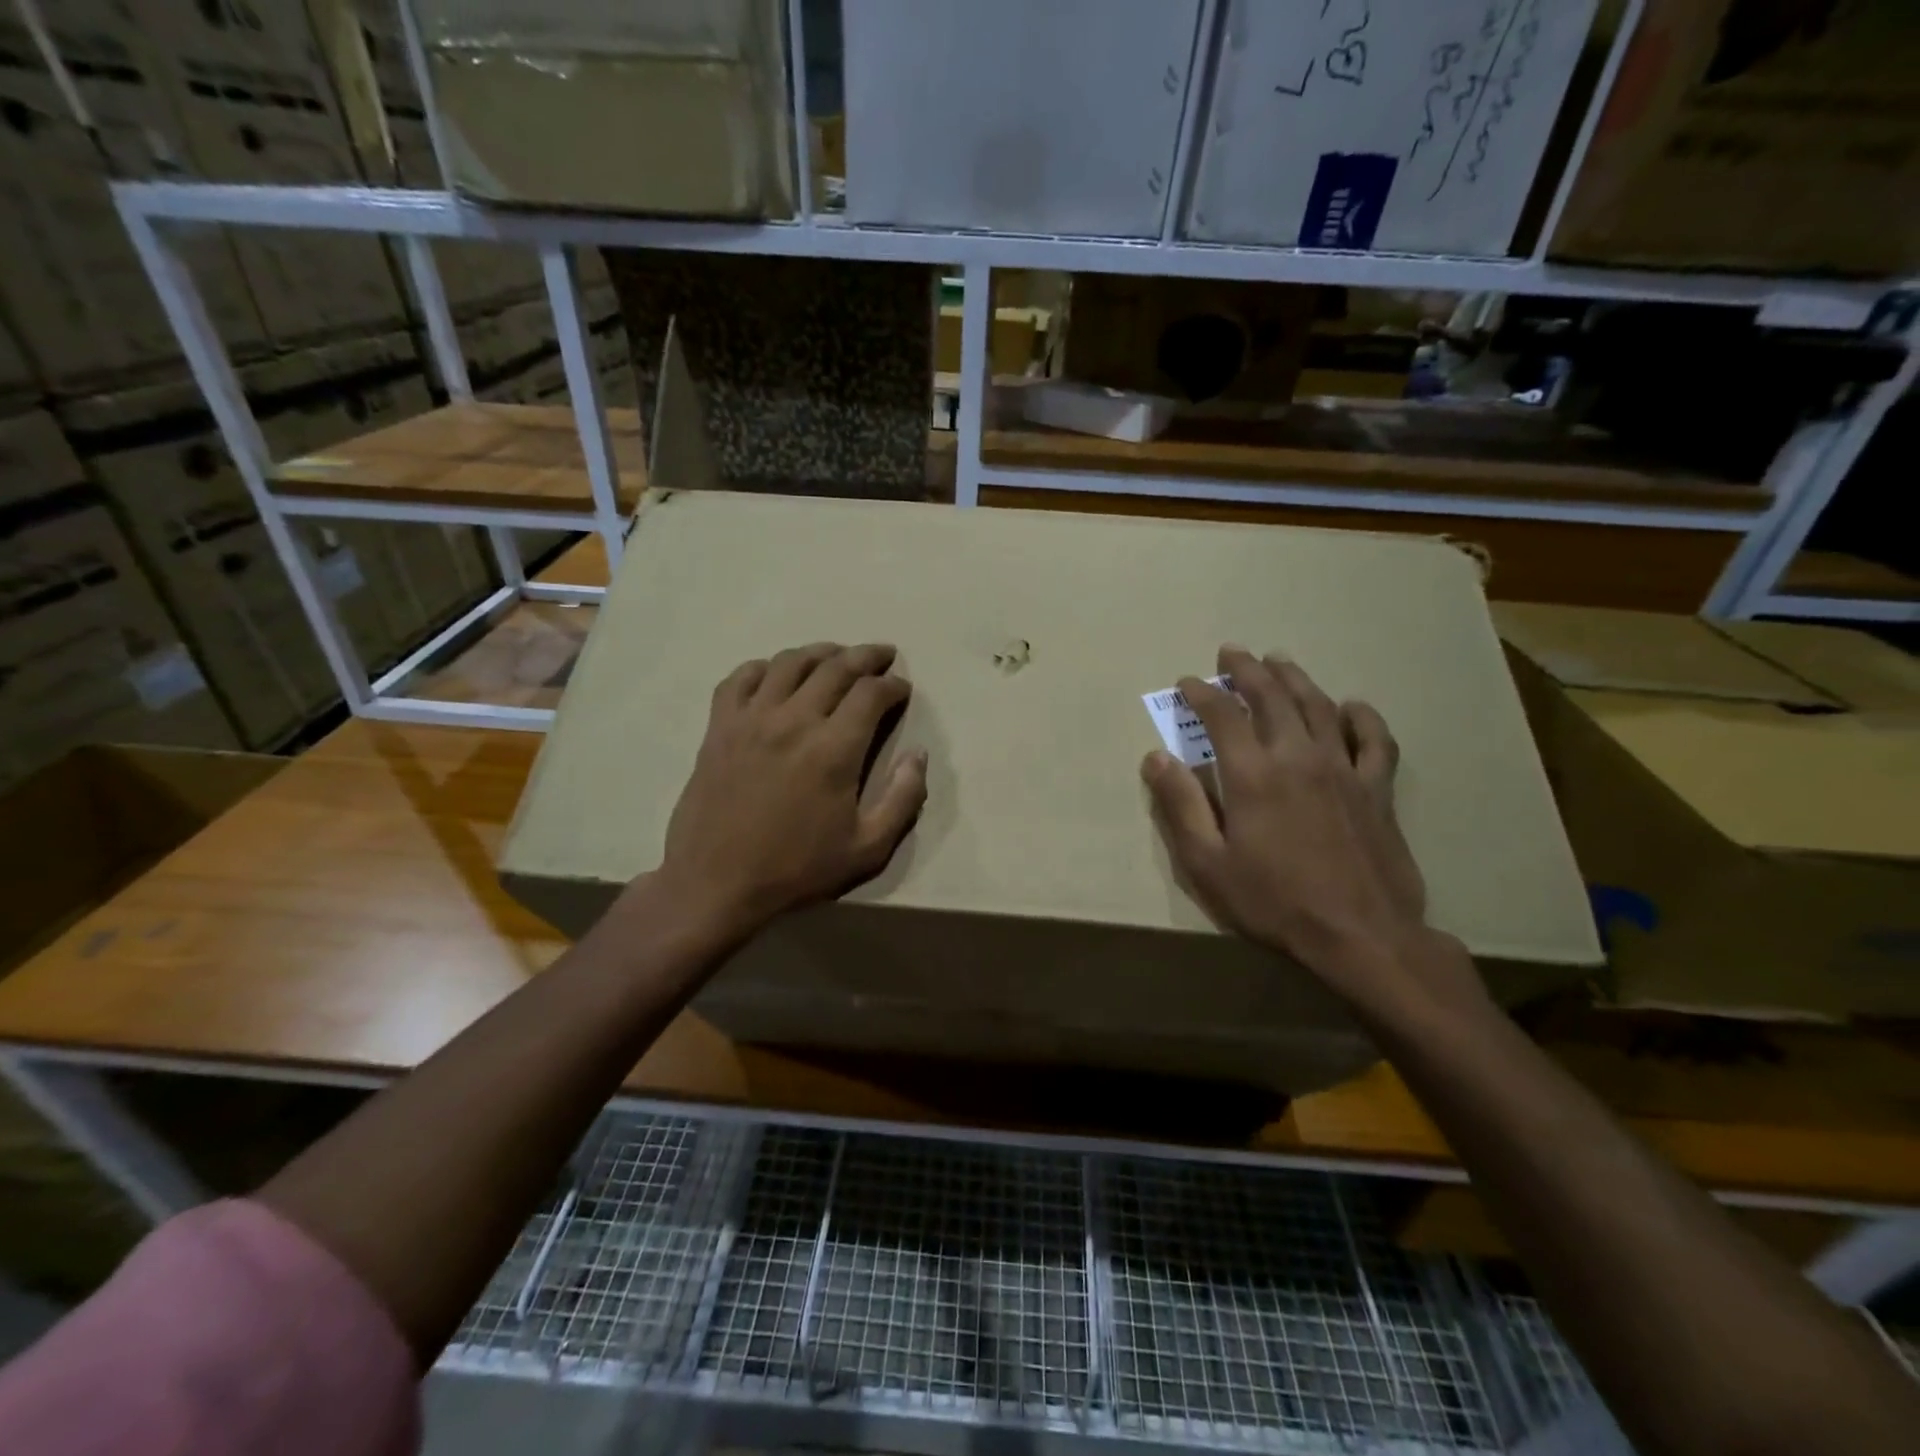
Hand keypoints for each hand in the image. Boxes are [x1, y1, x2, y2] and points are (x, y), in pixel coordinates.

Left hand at [654, 642, 927, 937]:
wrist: (716, 884)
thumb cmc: (796, 870)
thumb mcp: (868, 849)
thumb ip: (903, 799)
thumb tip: (919, 755)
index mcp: (834, 749)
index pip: (871, 693)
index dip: (893, 685)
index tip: (902, 689)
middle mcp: (794, 720)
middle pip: (836, 667)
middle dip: (866, 656)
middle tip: (882, 655)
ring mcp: (751, 719)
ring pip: (790, 663)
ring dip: (820, 652)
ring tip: (836, 655)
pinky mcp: (719, 727)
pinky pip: (740, 678)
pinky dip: (764, 667)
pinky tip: (776, 674)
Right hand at [1142, 646, 1481, 1015]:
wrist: (1360, 935)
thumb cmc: (1273, 901)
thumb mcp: (1207, 863)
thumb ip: (1181, 806)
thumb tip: (1156, 758)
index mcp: (1252, 774)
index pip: (1222, 715)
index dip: (1201, 693)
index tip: (1186, 683)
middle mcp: (1297, 757)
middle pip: (1272, 697)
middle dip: (1247, 670)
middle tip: (1232, 653)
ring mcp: (1343, 769)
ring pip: (1318, 706)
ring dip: (1295, 678)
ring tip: (1279, 661)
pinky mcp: (1377, 789)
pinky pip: (1374, 740)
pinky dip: (1362, 717)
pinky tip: (1352, 707)